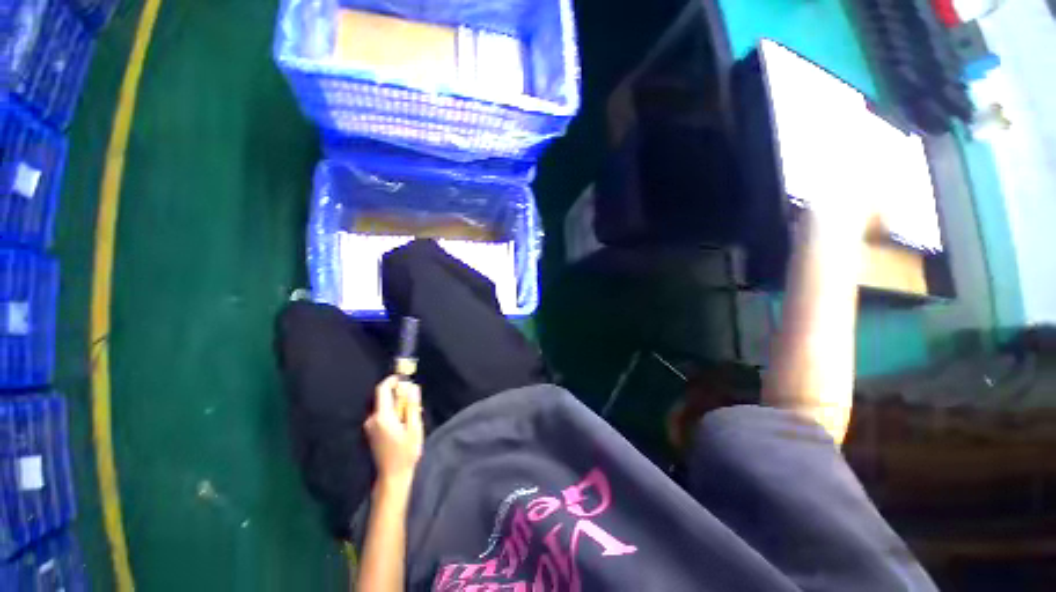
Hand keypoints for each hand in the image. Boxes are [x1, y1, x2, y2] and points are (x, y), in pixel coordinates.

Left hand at [364, 376, 423, 485]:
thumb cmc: (405, 452)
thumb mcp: (414, 427)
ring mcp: (370, 426)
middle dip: (400, 395)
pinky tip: (405, 423)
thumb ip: (412, 405)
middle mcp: (372, 419)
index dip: (393, 380)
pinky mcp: (372, 431)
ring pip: (385, 406)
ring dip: (399, 405)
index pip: (382, 390)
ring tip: (412, 415)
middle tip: (415, 402)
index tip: (405, 378)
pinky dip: (394, 412)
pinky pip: (383, 414)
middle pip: (385, 397)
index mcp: (382, 417)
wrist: (392, 475)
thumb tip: (412, 387)